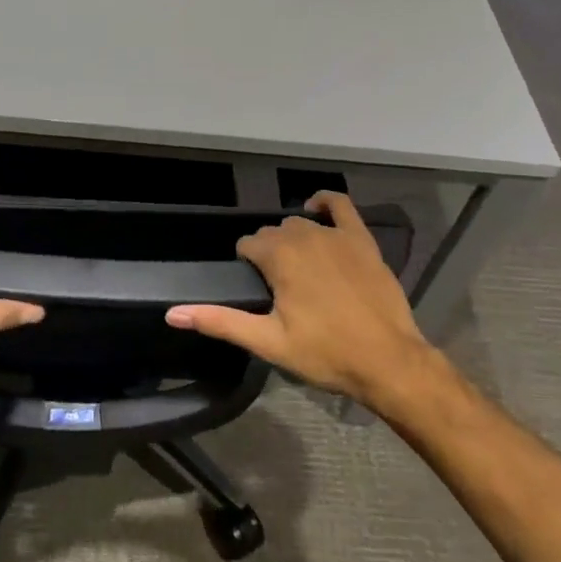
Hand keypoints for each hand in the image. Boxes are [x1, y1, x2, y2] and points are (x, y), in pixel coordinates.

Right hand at [166, 191, 439, 406]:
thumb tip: (173, 313)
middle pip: (273, 232)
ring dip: (291, 237)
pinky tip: (316, 208)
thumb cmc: (325, 353)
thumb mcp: (268, 342)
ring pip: (299, 222)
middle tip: (276, 287)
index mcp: (278, 257)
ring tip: (296, 267)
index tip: (255, 288)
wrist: (387, 360)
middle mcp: (303, 236)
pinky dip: (325, 201)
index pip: (248, 244)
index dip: (247, 263)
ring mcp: (335, 234)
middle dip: (268, 252)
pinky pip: (340, 205)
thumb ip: (220, 321)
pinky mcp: (361, 239)